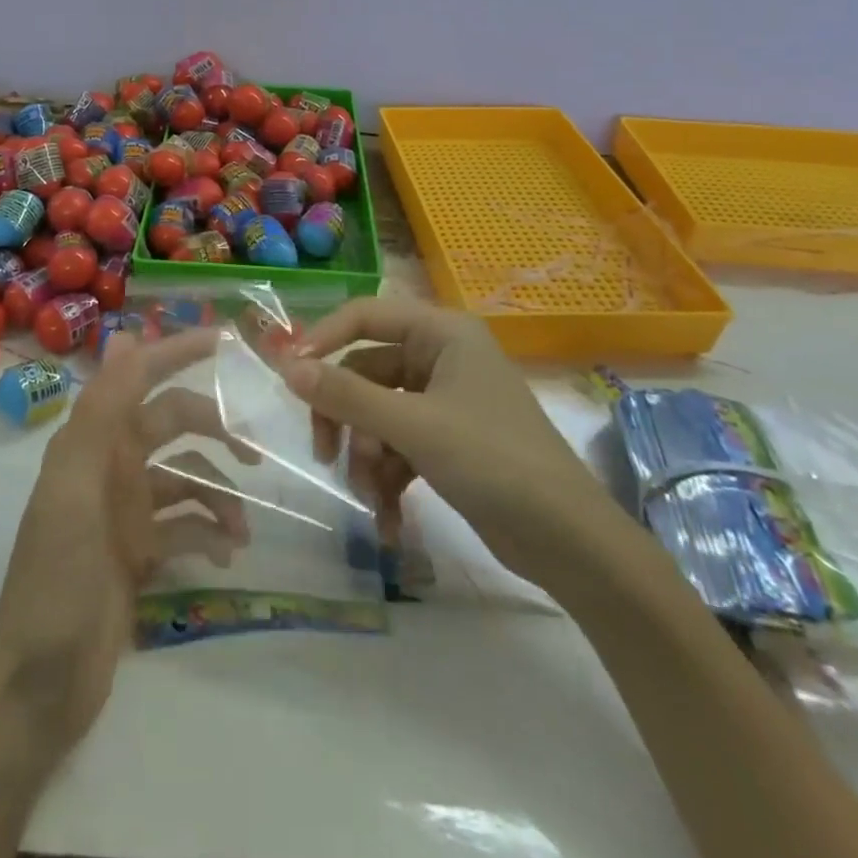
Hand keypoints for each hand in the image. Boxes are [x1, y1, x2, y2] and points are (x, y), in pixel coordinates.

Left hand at [0, 327, 258, 754]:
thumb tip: (125, 334)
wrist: (37, 688)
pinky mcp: (140, 553)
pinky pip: (186, 525)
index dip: (178, 351)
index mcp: (93, 441)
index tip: (228, 340)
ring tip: (242, 530)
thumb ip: (100, 412)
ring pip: (188, 477)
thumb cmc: (56, 579)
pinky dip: (209, 532)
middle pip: (175, 424)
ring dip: (219, 494)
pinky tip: (225, 554)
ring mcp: (126, 510)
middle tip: (256, 451)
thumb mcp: (75, 487)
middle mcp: (111, 465)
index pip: (141, 376)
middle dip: (216, 428)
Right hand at [281, 298, 625, 586]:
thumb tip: (287, 367)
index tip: (289, 375)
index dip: (323, 339)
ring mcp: (444, 402)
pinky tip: (388, 521)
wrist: (569, 543)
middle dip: (346, 418)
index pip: (365, 315)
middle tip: (324, 454)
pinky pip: (397, 446)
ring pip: (377, 415)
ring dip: (365, 457)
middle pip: (365, 373)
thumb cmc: (493, 462)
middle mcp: (441, 358)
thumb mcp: (413, 427)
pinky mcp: (447, 442)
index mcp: (442, 333)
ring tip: (371, 499)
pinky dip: (387, 479)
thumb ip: (346, 395)